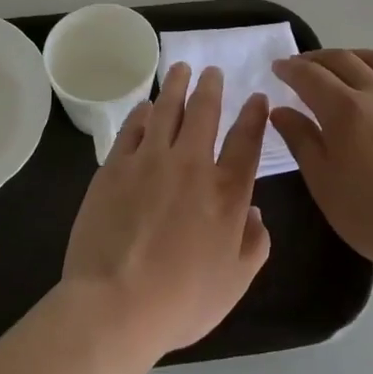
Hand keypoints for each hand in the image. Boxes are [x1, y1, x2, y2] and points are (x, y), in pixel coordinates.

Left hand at [61, 64, 272, 358]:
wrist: (115, 304)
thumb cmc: (182, 300)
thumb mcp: (235, 283)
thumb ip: (253, 244)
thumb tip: (256, 214)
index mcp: (226, 191)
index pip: (247, 141)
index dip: (255, 116)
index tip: (257, 97)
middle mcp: (191, 165)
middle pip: (204, 113)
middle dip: (211, 87)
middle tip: (212, 71)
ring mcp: (149, 161)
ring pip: (166, 110)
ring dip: (176, 86)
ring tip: (181, 69)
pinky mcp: (115, 167)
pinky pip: (132, 128)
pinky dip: (142, 112)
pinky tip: (145, 106)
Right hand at [270, 50, 372, 278]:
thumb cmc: (372, 214)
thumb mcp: (323, 182)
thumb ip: (301, 140)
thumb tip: (280, 111)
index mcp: (346, 109)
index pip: (310, 75)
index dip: (291, 68)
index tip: (278, 67)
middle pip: (343, 60)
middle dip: (316, 58)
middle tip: (301, 65)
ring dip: (352, 56)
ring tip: (341, 66)